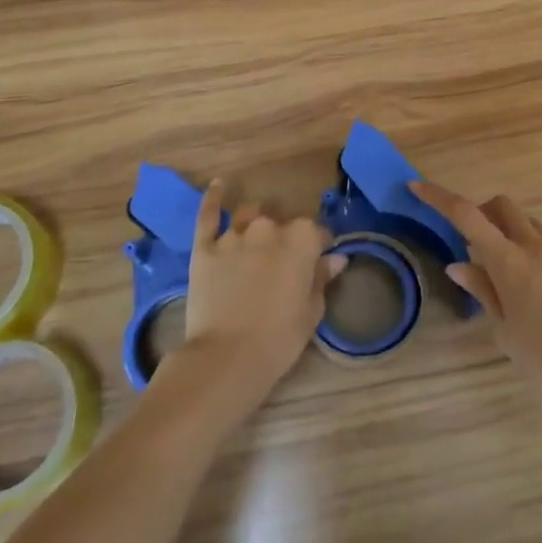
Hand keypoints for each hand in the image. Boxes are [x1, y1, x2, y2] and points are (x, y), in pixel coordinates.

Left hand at [173, 180, 345, 408]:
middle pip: (282, 224)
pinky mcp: (205, 247)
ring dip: (256, 225)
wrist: (226, 358)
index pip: (317, 232)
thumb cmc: (279, 338)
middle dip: (285, 238)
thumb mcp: (311, 311)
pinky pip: (209, 214)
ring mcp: (234, 235)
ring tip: (256, 241)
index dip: (319, 246)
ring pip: (250, 217)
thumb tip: (337, 258)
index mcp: (301, 240)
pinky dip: (214, 197)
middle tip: (283, 264)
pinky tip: (220, 184)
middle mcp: (269, 228)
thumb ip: (322, 278)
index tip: (320, 259)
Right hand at [412, 182, 541, 416]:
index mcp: (509, 261)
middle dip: (481, 211)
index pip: (467, 215)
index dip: (439, 197)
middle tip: (469, 240)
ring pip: (528, 223)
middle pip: (502, 206)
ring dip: (508, 230)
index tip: (418, 187)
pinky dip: (531, 251)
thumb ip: (483, 291)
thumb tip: (459, 265)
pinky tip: (532, 289)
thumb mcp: (504, 331)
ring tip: (501, 268)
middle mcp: (535, 247)